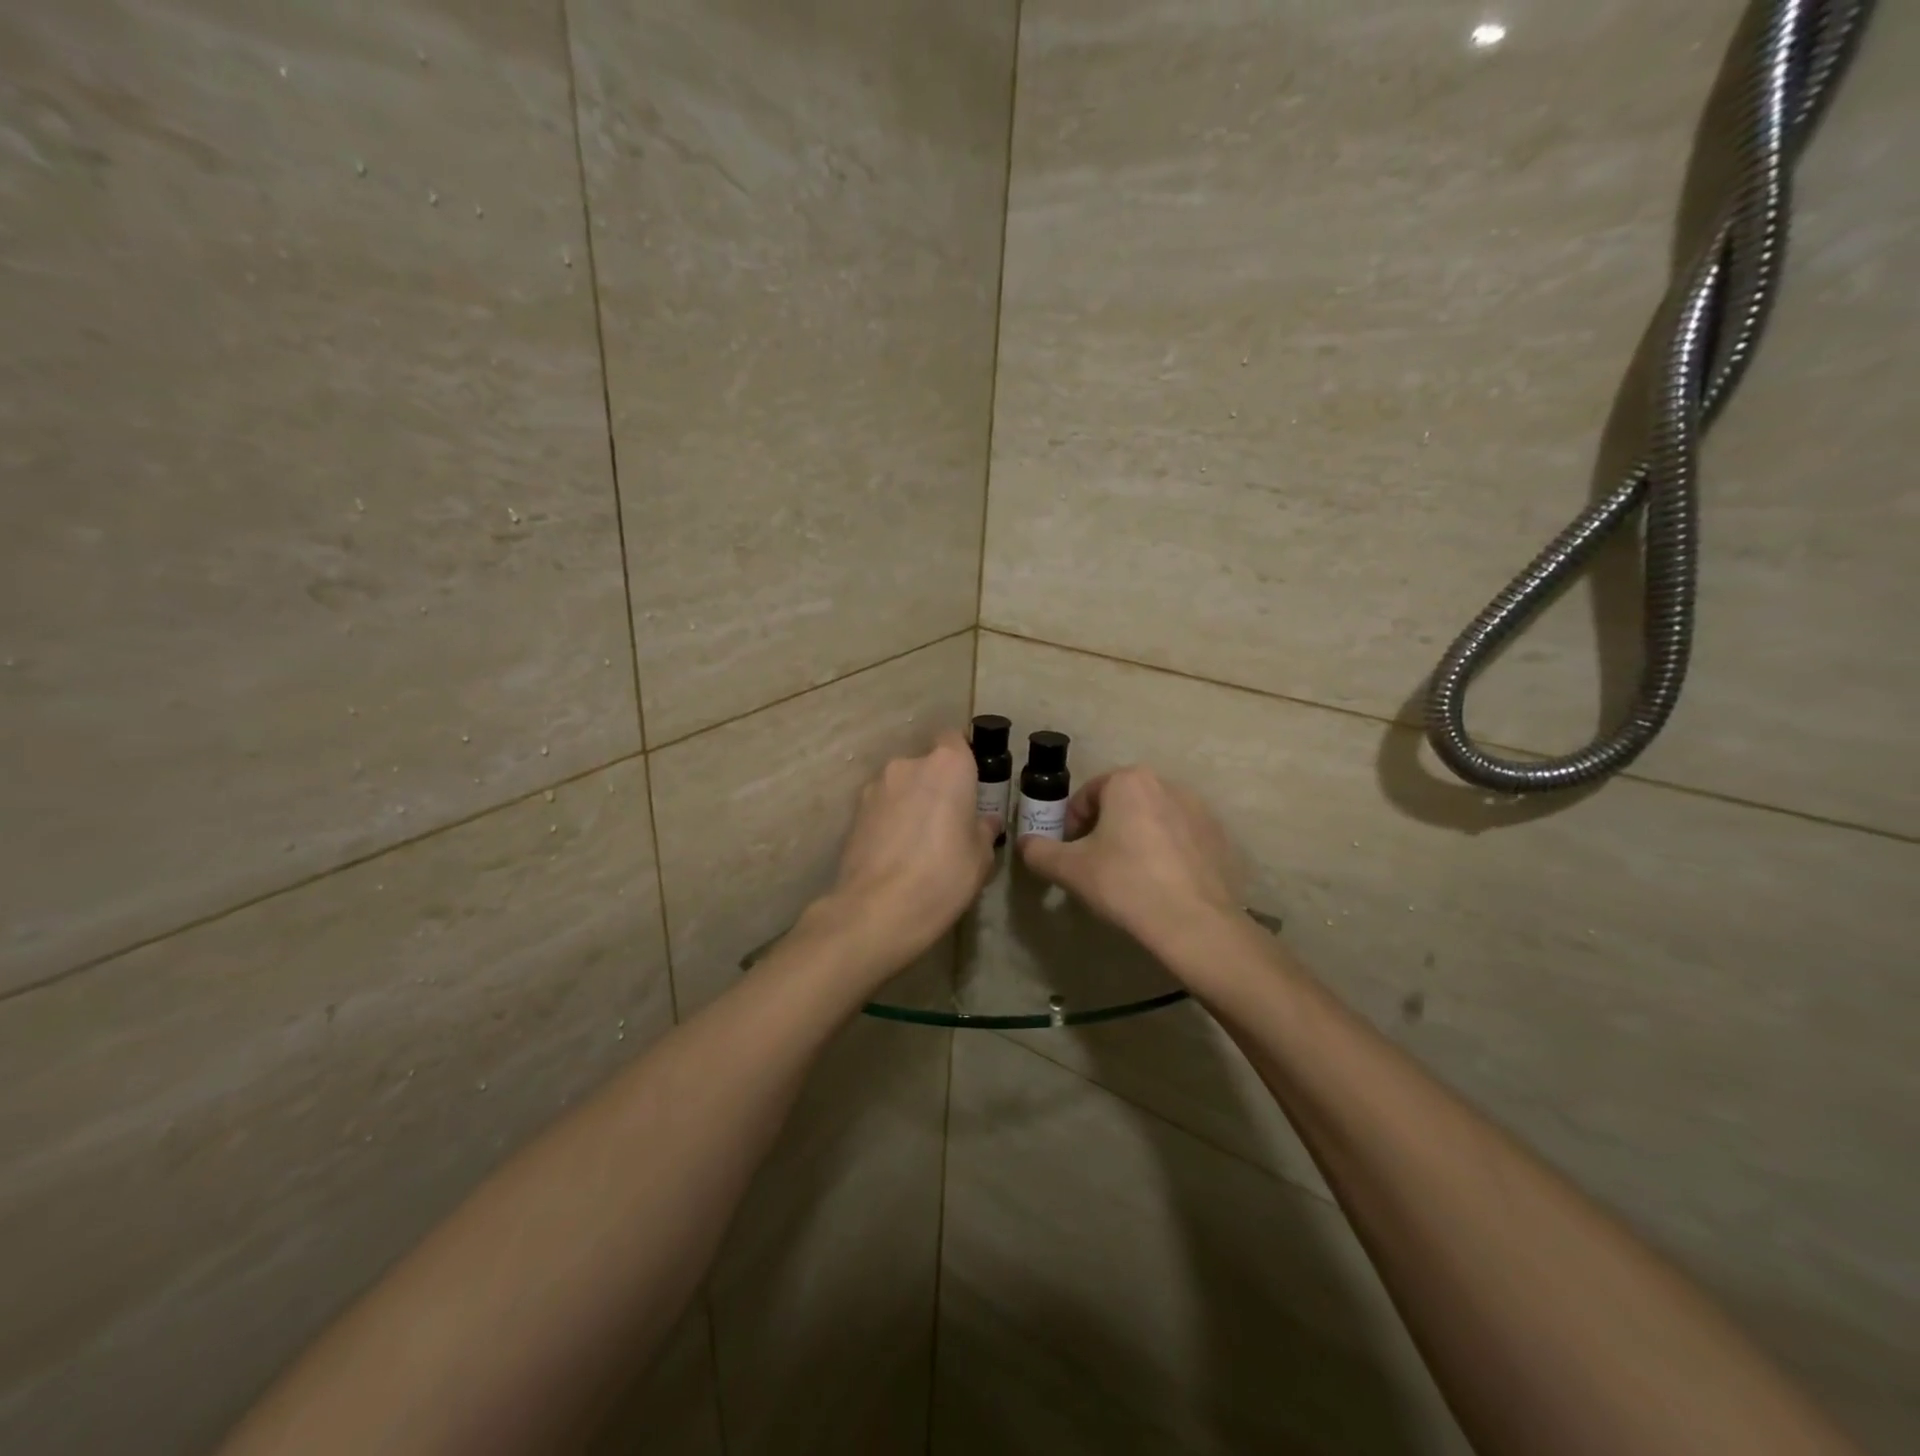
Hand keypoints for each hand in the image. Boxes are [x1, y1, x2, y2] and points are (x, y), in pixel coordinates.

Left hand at [810, 730, 997, 980]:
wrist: (878, 909)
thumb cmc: (943, 875)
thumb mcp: (981, 857)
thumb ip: (983, 829)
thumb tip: (984, 821)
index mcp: (948, 765)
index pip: (956, 740)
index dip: (964, 760)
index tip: (972, 786)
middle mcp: (908, 765)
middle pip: (927, 765)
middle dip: (937, 786)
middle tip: (948, 821)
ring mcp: (875, 787)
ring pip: (902, 786)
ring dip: (911, 803)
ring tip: (918, 842)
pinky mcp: (853, 812)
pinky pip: (881, 807)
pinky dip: (890, 821)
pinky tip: (896, 853)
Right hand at [1019, 765, 1244, 954]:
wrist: (1195, 923)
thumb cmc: (1125, 884)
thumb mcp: (1069, 869)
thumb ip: (1039, 851)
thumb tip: (1025, 844)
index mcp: (1129, 781)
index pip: (1087, 795)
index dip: (1072, 824)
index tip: (1070, 852)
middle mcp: (1166, 784)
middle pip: (1121, 803)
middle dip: (1104, 829)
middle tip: (1095, 864)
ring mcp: (1198, 809)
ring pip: (1151, 819)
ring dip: (1135, 839)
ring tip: (1129, 876)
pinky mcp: (1218, 836)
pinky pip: (1180, 837)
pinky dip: (1165, 852)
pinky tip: (1160, 884)